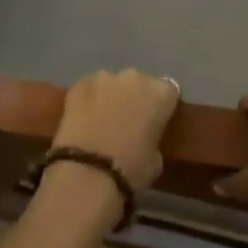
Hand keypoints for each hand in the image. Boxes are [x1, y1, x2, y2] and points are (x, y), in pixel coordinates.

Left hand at [48, 69, 178, 194]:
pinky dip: (88, 99)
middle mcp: (134, 77)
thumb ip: (153, 136)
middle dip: (135, 97)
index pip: (169, 91)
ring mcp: (104, 77)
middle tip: (128, 119)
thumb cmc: (132, 168)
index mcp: (161, 93)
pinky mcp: (78, 84)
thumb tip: (144, 135)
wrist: (89, 170)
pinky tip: (84, 117)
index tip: (156, 120)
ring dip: (110, 95)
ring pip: (111, 83)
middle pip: (138, 82)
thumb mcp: (157, 158)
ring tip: (103, 118)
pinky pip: (89, 88)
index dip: (161, 106)